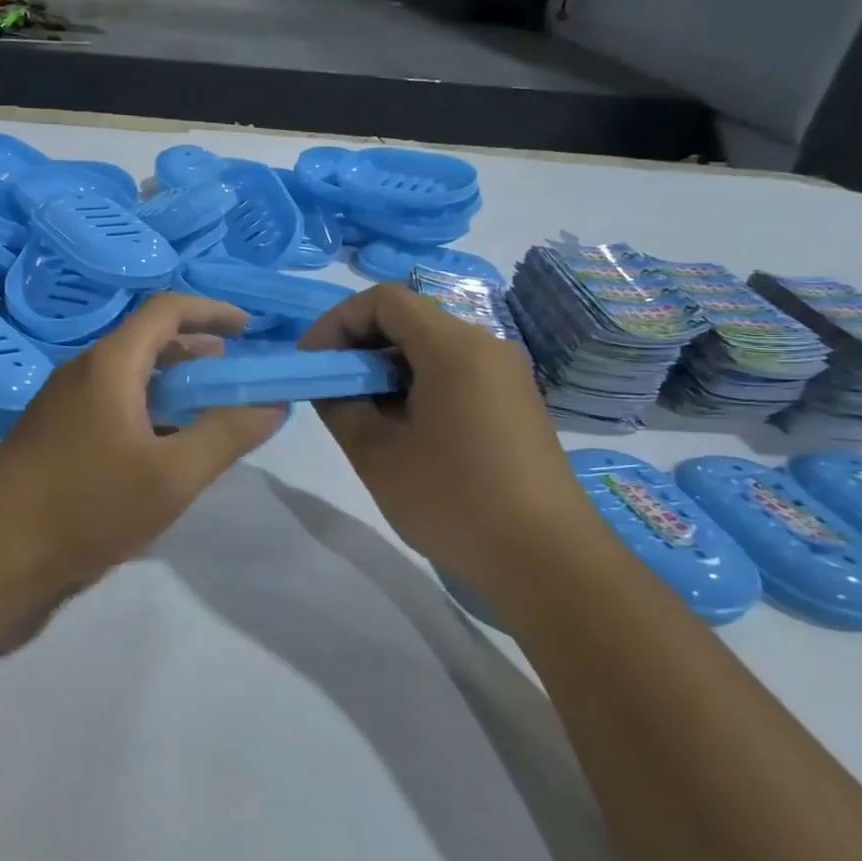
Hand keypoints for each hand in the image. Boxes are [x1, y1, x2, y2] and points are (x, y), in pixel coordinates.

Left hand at [0, 293, 285, 619]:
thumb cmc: (85, 504)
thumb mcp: (172, 475)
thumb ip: (227, 435)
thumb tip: (273, 403)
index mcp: (110, 363)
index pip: (166, 311)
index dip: (212, 311)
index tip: (250, 330)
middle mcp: (83, 373)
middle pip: (148, 343)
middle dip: (198, 353)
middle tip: (236, 379)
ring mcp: (64, 406)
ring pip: (130, 379)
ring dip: (174, 387)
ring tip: (210, 415)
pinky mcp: (55, 439)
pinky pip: (113, 407)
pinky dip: (149, 413)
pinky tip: (166, 450)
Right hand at [300, 284, 610, 616]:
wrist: (547, 561)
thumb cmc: (453, 501)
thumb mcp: (377, 454)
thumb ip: (341, 406)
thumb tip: (331, 384)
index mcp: (454, 347)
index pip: (384, 300)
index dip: (338, 322)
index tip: (314, 363)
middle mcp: (486, 346)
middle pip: (409, 320)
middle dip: (360, 347)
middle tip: (331, 391)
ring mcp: (506, 374)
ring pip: (431, 348)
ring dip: (387, 370)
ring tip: (362, 416)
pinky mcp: (514, 402)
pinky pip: (455, 373)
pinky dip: (417, 386)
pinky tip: (403, 431)